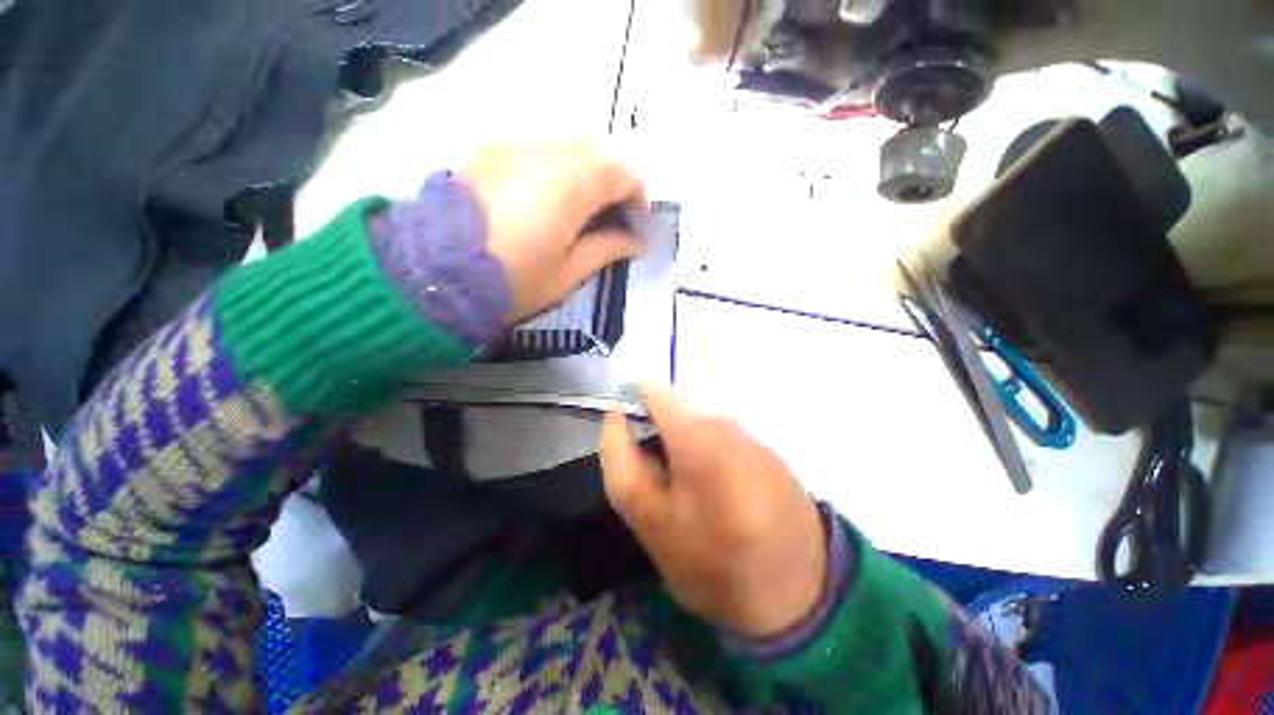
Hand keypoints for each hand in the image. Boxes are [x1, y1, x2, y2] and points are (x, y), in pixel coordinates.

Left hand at [461, 142, 646, 325]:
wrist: (434, 273)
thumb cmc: (513, 281)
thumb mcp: (568, 273)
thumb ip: (607, 249)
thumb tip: (635, 241)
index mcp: (571, 185)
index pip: (621, 173)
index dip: (638, 195)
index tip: (638, 221)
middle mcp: (544, 153)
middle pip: (596, 151)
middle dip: (614, 180)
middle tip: (613, 215)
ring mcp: (512, 147)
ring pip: (567, 146)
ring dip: (586, 172)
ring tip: (582, 209)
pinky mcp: (489, 152)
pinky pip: (537, 150)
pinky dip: (556, 168)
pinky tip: (547, 198)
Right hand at [599, 387, 826, 638]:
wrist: (800, 593)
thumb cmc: (714, 562)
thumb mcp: (650, 520)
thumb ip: (622, 462)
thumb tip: (615, 416)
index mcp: (698, 436)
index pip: (655, 392)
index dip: (632, 400)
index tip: (624, 428)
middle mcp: (727, 424)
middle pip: (676, 411)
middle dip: (657, 433)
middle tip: (656, 478)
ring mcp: (751, 436)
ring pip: (699, 426)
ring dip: (683, 446)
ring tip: (685, 490)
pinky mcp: (766, 451)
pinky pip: (722, 439)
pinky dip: (707, 454)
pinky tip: (715, 491)